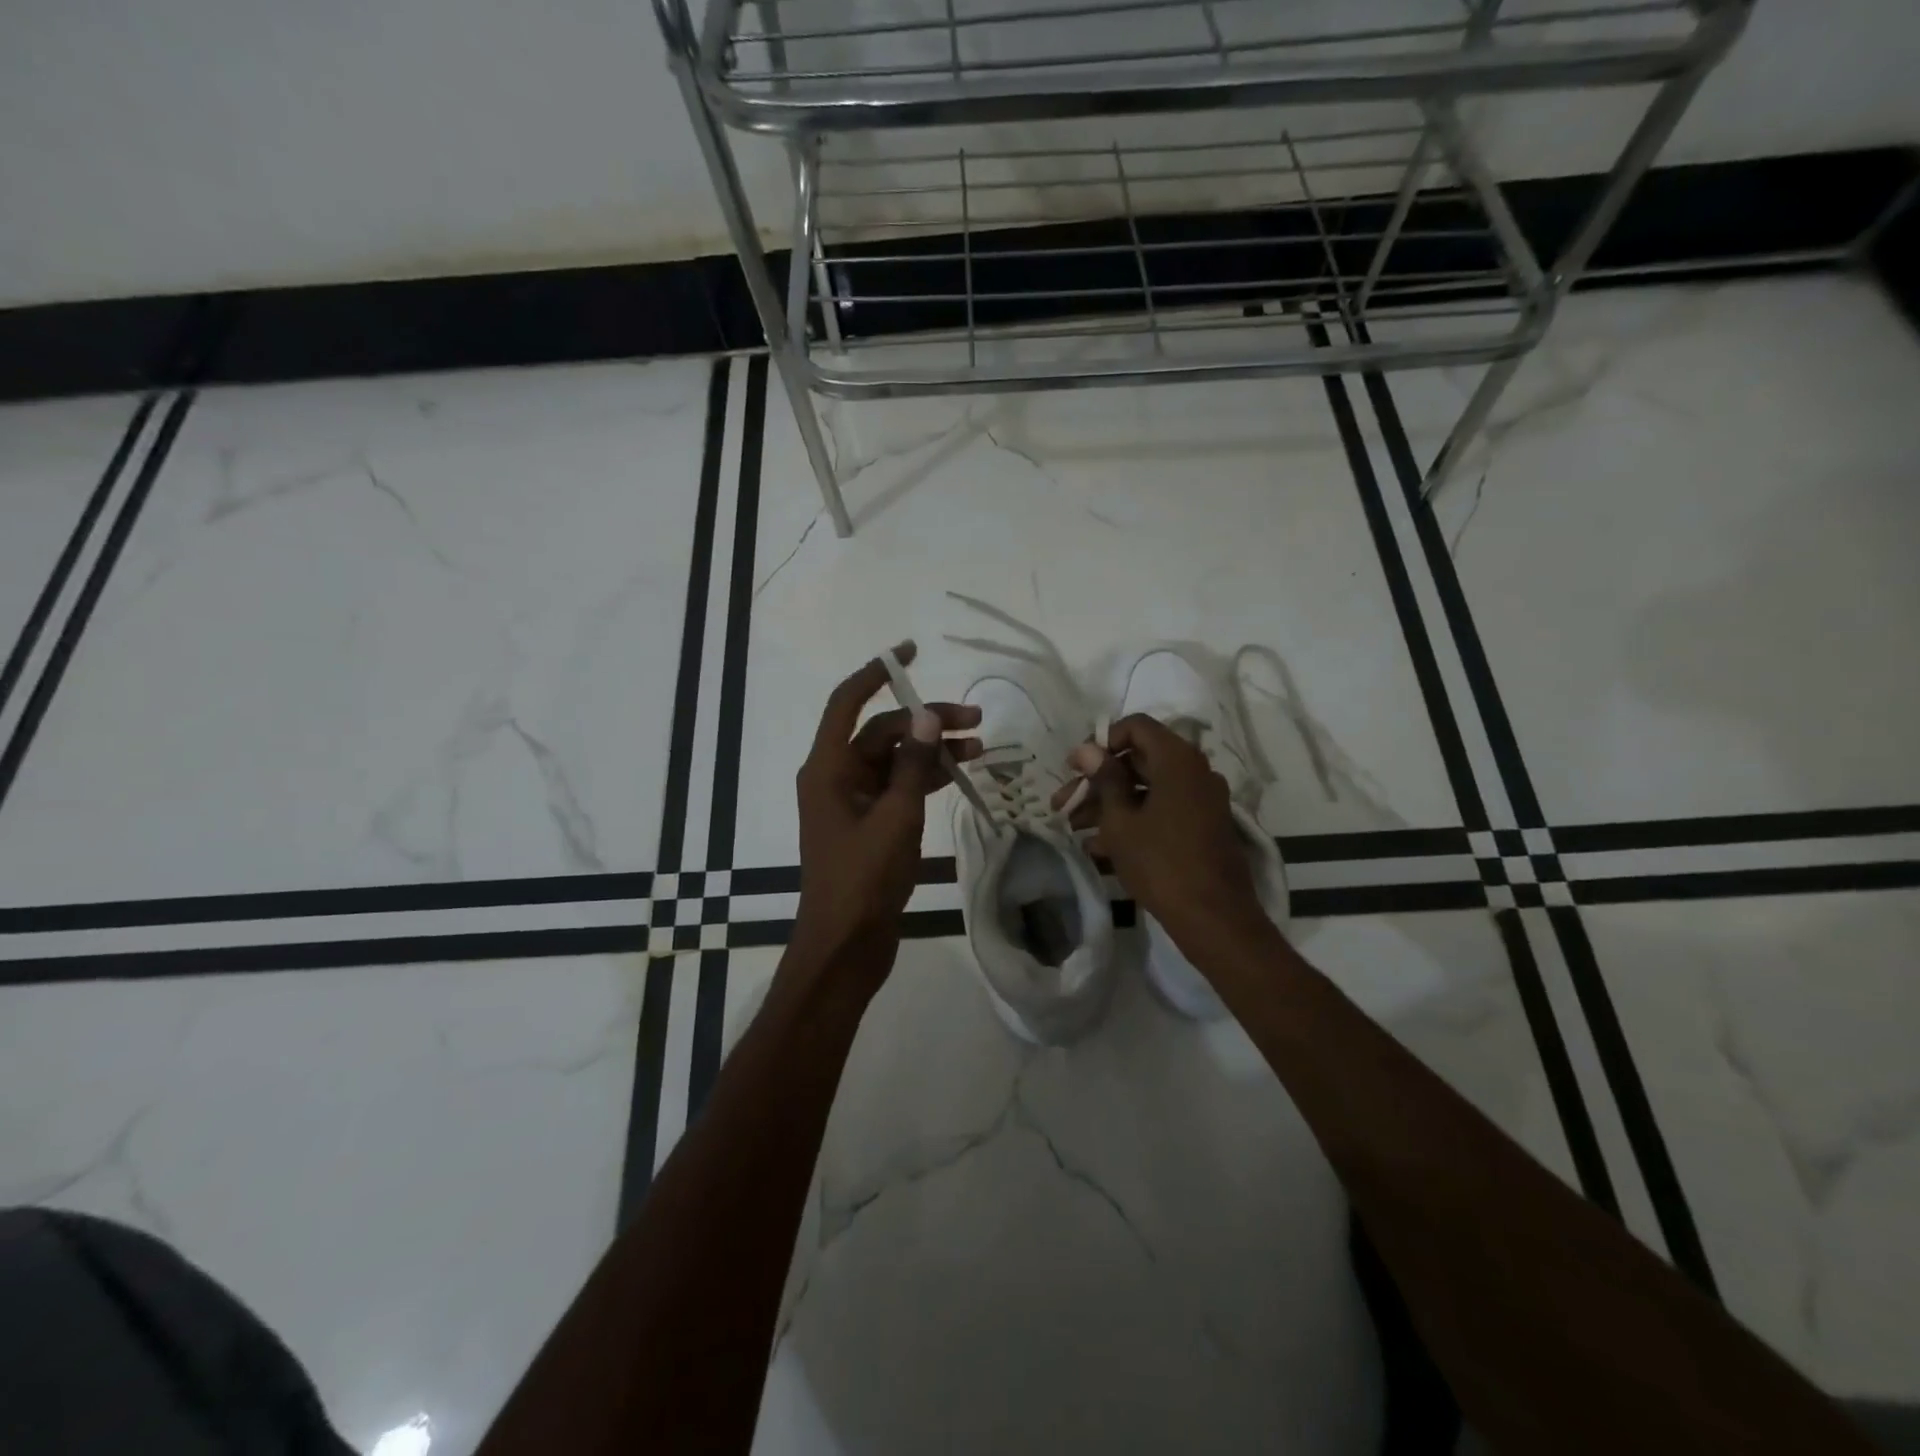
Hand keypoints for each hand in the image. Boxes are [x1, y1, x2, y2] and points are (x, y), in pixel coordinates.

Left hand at [790, 644, 981, 985]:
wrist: (846, 946)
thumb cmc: (863, 880)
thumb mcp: (895, 818)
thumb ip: (912, 766)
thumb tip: (925, 716)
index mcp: (828, 769)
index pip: (847, 702)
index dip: (876, 673)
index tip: (910, 652)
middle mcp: (836, 777)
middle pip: (881, 732)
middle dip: (925, 722)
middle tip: (975, 722)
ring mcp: (852, 802)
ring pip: (894, 760)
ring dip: (930, 751)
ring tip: (979, 749)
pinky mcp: (869, 824)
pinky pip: (897, 787)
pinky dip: (924, 779)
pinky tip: (958, 776)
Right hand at [1058, 714, 1269, 951]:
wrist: (1214, 918)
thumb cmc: (1161, 863)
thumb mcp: (1121, 821)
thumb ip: (1104, 780)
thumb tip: (1086, 749)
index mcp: (1178, 760)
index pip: (1136, 727)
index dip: (1101, 742)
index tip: (1075, 767)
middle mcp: (1194, 772)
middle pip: (1139, 760)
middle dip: (1098, 781)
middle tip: (1064, 803)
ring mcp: (1201, 801)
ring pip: (1147, 790)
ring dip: (1110, 805)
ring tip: (1075, 829)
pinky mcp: (1202, 827)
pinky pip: (1161, 811)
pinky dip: (1132, 821)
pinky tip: (1098, 848)